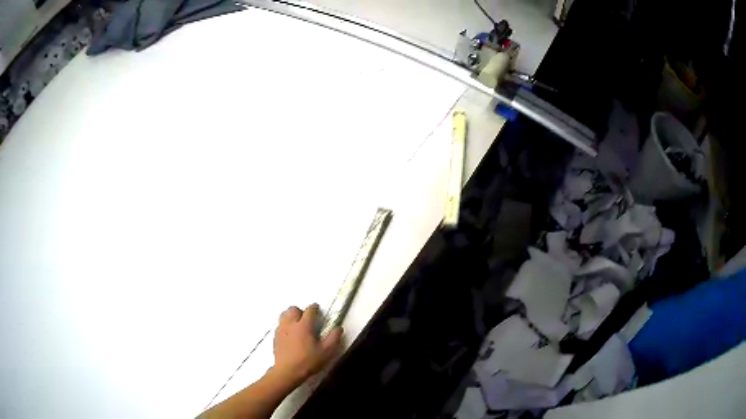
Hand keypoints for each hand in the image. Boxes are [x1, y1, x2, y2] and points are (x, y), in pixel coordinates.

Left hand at [272, 304, 342, 385]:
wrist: (287, 371)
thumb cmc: (308, 361)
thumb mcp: (326, 352)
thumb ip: (334, 338)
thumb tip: (338, 328)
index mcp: (304, 325)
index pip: (309, 310)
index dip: (314, 308)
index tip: (317, 309)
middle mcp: (290, 324)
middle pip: (293, 309)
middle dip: (300, 311)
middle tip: (307, 319)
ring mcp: (281, 330)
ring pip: (284, 315)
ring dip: (291, 316)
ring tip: (297, 325)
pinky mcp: (275, 337)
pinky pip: (280, 325)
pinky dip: (285, 326)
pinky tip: (290, 335)